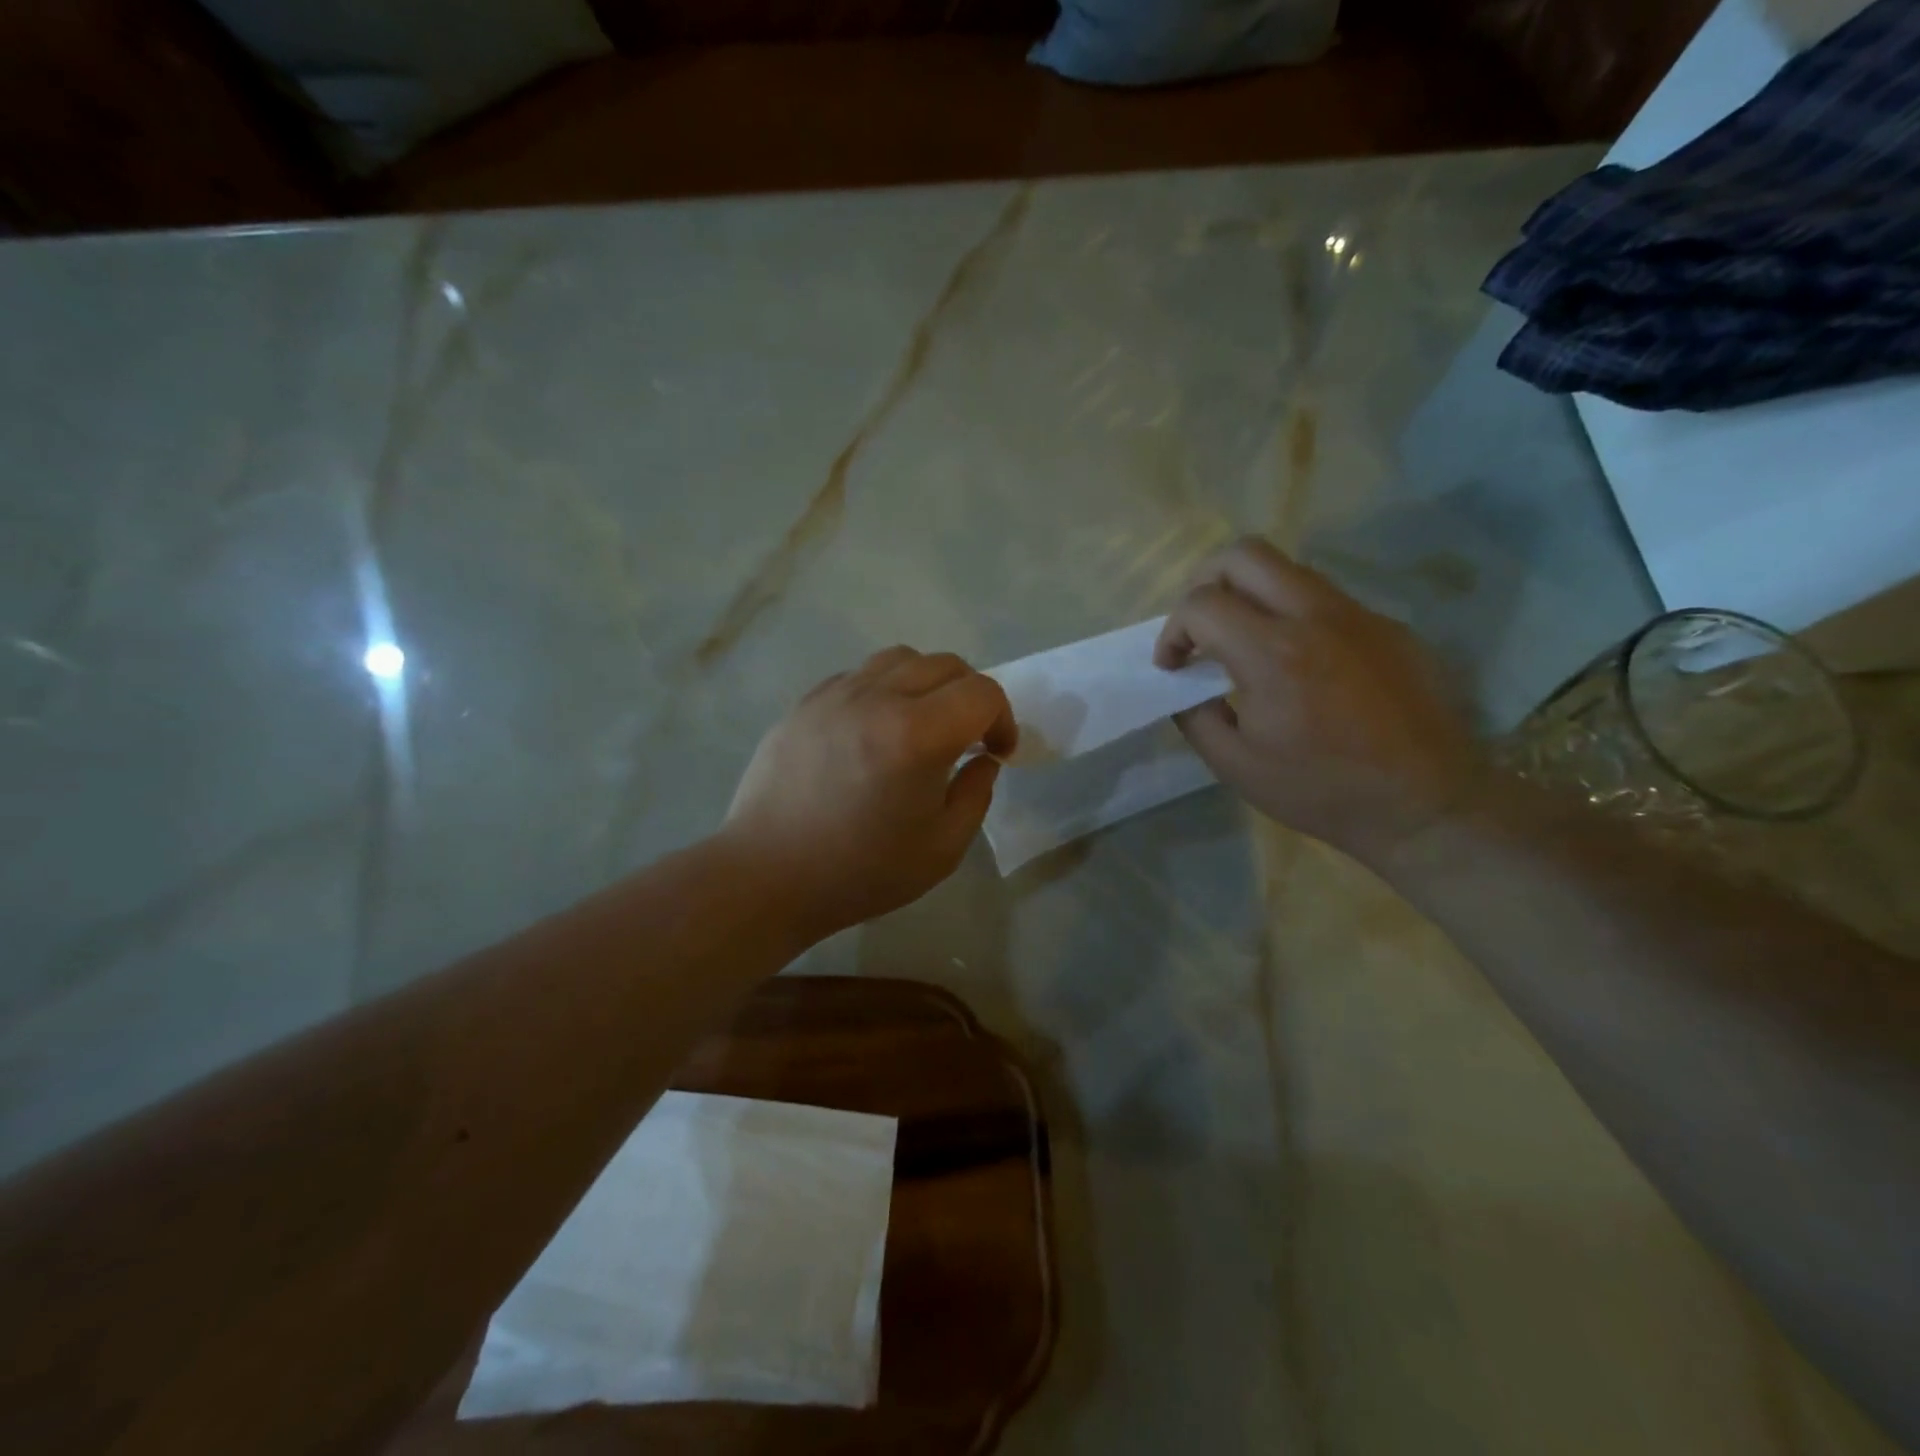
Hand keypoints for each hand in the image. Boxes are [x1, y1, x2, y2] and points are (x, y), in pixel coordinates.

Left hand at [721, 647, 1017, 942]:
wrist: (768, 876)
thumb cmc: (860, 871)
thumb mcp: (942, 849)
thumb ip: (976, 795)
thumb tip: (982, 759)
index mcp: (917, 735)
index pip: (981, 693)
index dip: (1002, 719)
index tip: (997, 752)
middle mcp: (878, 698)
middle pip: (945, 665)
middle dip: (970, 696)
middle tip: (967, 738)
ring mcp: (836, 695)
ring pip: (900, 659)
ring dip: (927, 683)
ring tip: (921, 724)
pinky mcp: (806, 702)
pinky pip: (859, 674)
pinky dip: (884, 689)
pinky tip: (875, 729)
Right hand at [1155, 537, 1485, 863]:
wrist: (1427, 803)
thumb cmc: (1323, 791)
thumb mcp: (1237, 766)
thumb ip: (1195, 718)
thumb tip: (1185, 688)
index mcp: (1272, 654)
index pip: (1201, 603)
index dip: (1172, 631)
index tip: (1173, 665)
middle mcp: (1315, 616)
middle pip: (1243, 554)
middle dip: (1204, 582)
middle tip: (1201, 627)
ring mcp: (1358, 615)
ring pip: (1287, 568)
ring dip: (1250, 593)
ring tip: (1244, 640)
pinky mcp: (1386, 625)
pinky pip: (1325, 598)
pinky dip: (1292, 614)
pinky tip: (1297, 662)